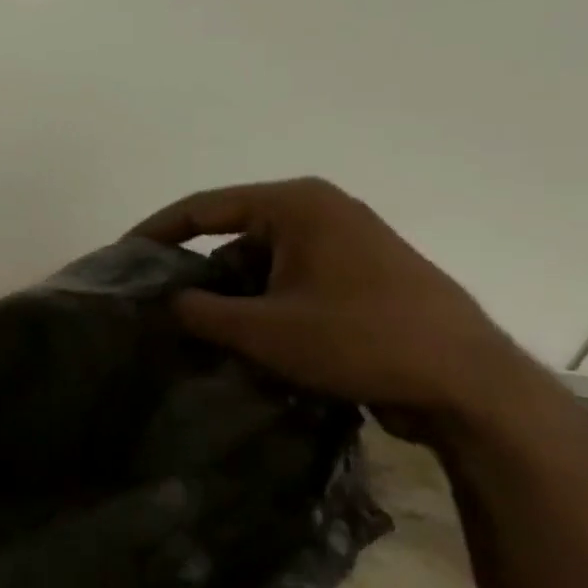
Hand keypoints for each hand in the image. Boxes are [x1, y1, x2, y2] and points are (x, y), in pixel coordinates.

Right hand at [131, 178, 552, 425]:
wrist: (468, 383)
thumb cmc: (358, 340)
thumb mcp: (262, 329)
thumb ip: (198, 311)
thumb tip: (163, 302)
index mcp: (296, 205)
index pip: (202, 207)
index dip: (155, 233)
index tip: (120, 260)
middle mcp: (320, 211)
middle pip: (232, 233)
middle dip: (194, 271)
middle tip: (157, 305)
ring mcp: (344, 242)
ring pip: (260, 261)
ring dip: (230, 294)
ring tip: (199, 332)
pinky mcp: (359, 275)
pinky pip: (289, 279)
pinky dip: (262, 303)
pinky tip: (246, 340)